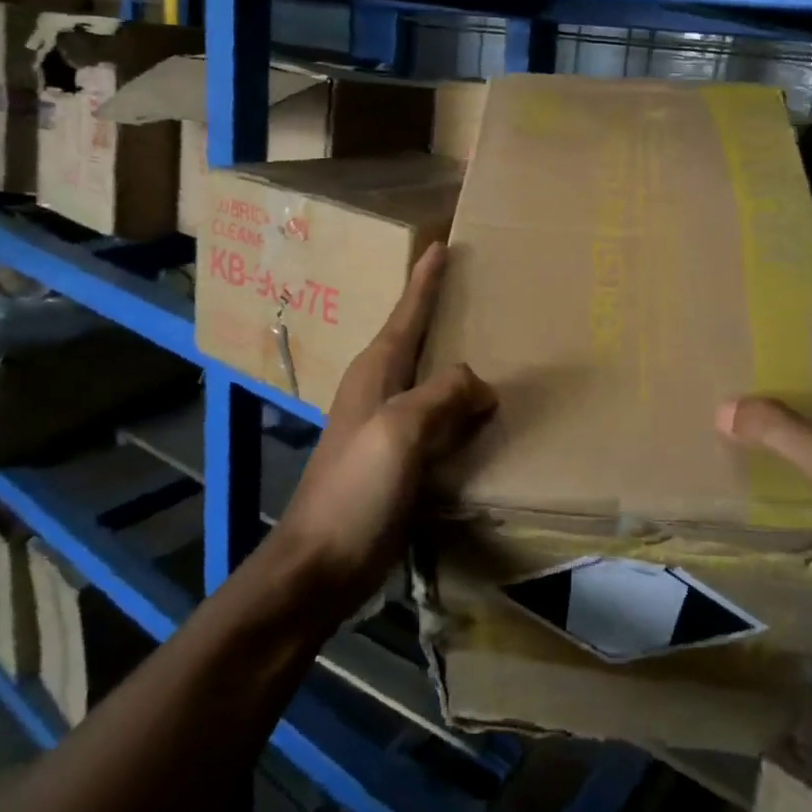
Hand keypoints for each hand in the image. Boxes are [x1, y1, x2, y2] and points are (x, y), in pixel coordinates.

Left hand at [272, 243, 495, 609]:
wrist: (318, 567)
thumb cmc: (354, 491)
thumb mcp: (400, 432)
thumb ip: (442, 396)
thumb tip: (481, 383)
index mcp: (376, 372)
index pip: (407, 312)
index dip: (425, 280)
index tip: (441, 245)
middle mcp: (380, 390)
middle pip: (417, 339)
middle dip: (443, 313)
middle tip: (481, 291)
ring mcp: (386, 427)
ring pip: (430, 381)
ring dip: (456, 364)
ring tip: (493, 349)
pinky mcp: (397, 460)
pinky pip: (437, 420)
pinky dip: (460, 409)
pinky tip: (482, 415)